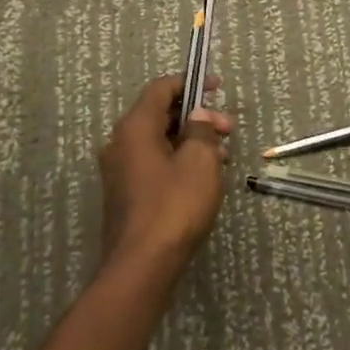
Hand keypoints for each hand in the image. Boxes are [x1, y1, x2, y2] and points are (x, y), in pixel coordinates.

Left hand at [97, 75, 233, 267]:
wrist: (142, 266)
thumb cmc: (174, 206)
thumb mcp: (200, 161)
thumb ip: (202, 130)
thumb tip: (198, 117)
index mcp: (135, 127)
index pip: (161, 88)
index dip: (191, 83)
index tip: (218, 88)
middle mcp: (120, 143)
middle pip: (161, 115)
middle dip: (197, 117)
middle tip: (228, 131)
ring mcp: (120, 171)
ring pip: (159, 141)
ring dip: (191, 142)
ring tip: (222, 158)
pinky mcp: (126, 194)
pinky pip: (154, 163)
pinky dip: (179, 161)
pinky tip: (204, 179)